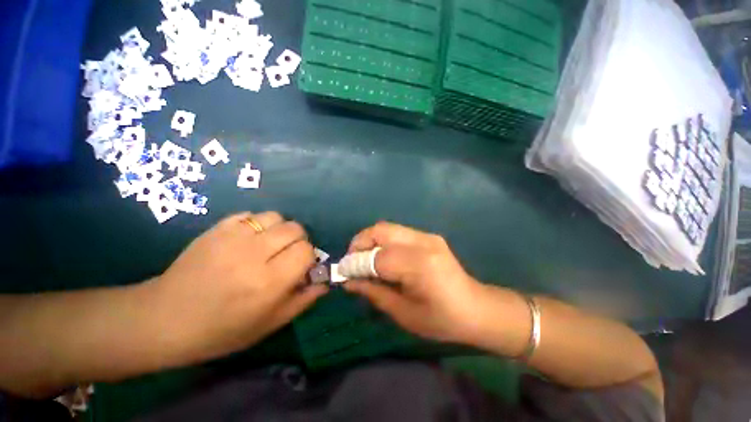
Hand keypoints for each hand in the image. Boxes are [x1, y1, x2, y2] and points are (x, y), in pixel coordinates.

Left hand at [148, 212, 326, 363]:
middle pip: (295, 229)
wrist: (165, 319)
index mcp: (269, 282)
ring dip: (279, 229)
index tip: (300, 266)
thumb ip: (303, 300)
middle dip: (298, 240)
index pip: (306, 251)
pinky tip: (248, 239)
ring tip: (268, 244)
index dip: (308, 257)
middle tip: (285, 254)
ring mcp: (233, 237)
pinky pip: (250, 215)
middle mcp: (254, 255)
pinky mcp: (216, 229)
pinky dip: (257, 224)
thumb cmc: (222, 330)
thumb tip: (325, 282)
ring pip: (275, 217)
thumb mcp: (269, 324)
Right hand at [344, 222, 482, 343]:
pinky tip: (384, 258)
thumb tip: (348, 281)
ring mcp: (427, 236)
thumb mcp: (403, 313)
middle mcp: (423, 243)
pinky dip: (383, 242)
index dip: (356, 264)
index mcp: (419, 265)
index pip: (377, 257)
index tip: (342, 272)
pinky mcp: (429, 236)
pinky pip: (397, 232)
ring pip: (387, 228)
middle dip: (360, 242)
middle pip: (380, 230)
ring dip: (370, 240)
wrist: (476, 307)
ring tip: (365, 260)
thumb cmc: (441, 319)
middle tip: (353, 261)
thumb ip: (374, 293)